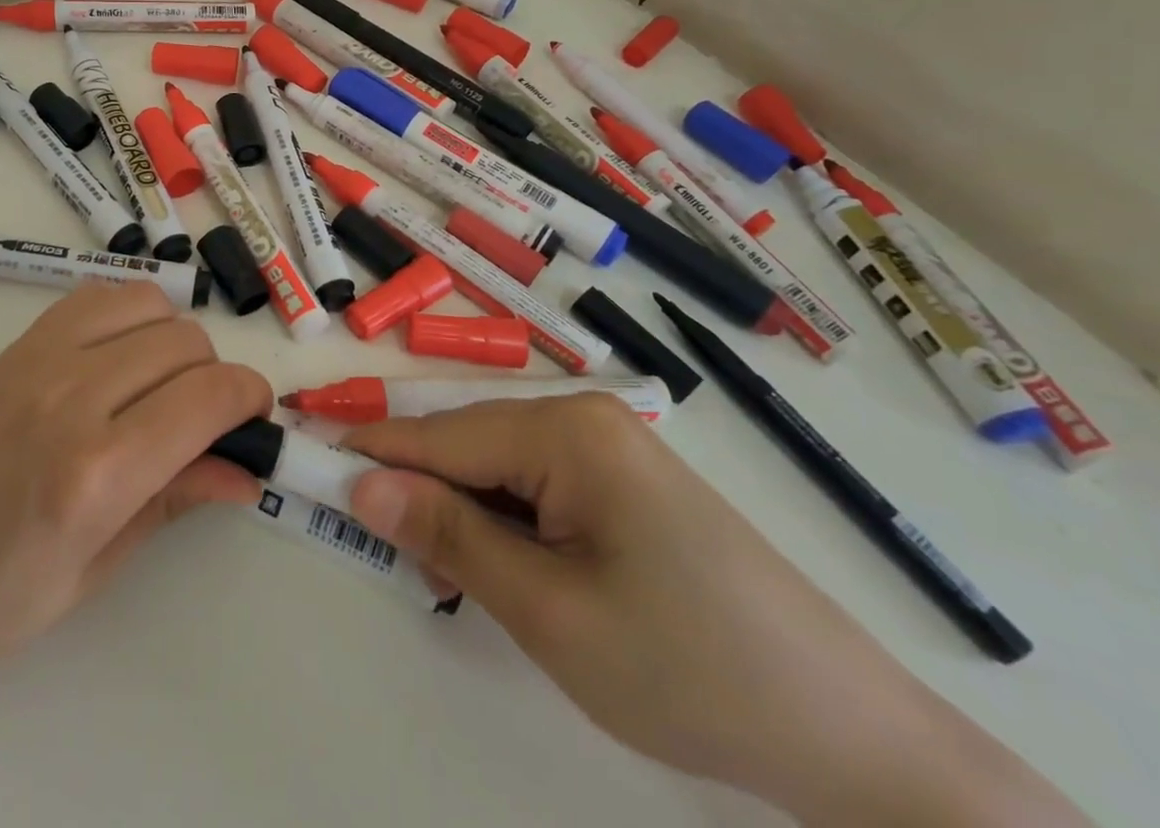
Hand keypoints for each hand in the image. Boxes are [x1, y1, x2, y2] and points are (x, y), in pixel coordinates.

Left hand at [0, 282, 269, 719]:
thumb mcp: (85, 577)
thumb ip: (170, 505)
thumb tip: (243, 471)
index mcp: (95, 474)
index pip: (209, 397)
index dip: (250, 400)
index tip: (254, 423)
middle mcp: (72, 396)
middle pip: (185, 342)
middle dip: (214, 378)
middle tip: (203, 426)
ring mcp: (37, 359)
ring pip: (146, 304)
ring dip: (173, 340)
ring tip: (159, 389)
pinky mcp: (12, 345)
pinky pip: (94, 298)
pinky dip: (127, 316)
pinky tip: (117, 360)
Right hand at [342, 395, 1084, 826]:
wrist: (856, 741)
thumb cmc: (689, 669)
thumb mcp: (550, 611)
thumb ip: (447, 537)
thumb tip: (360, 485)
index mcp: (565, 429)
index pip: (438, 433)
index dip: (368, 453)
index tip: (303, 458)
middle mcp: (582, 419)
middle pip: (466, 445)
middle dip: (421, 496)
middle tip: (396, 559)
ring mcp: (608, 450)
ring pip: (497, 469)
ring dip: (463, 517)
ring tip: (457, 582)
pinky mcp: (624, 485)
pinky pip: (535, 488)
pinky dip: (504, 525)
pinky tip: (512, 573)